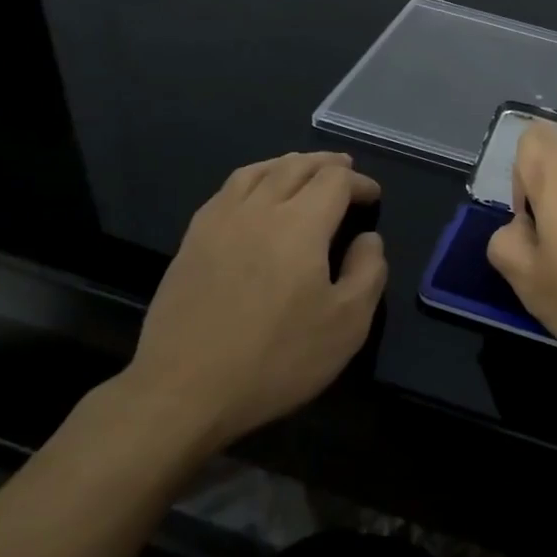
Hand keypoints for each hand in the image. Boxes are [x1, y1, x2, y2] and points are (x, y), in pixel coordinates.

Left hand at [122, 152, 386, 451]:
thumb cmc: (276, 359)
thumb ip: (368, 272)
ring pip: (258, 171)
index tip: (373, 197)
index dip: (360, 182)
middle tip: (344, 169)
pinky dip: (252, 179)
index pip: (335, 180)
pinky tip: (254, 195)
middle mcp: (259, 209)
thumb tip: (368, 239)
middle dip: (326, 164)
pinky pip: (226, 191)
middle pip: (296, 166)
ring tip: (302, 169)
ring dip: (287, 164)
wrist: (184, 392)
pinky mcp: (191, 241)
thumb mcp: (347, 324)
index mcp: (301, 224)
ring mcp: (219, 222)